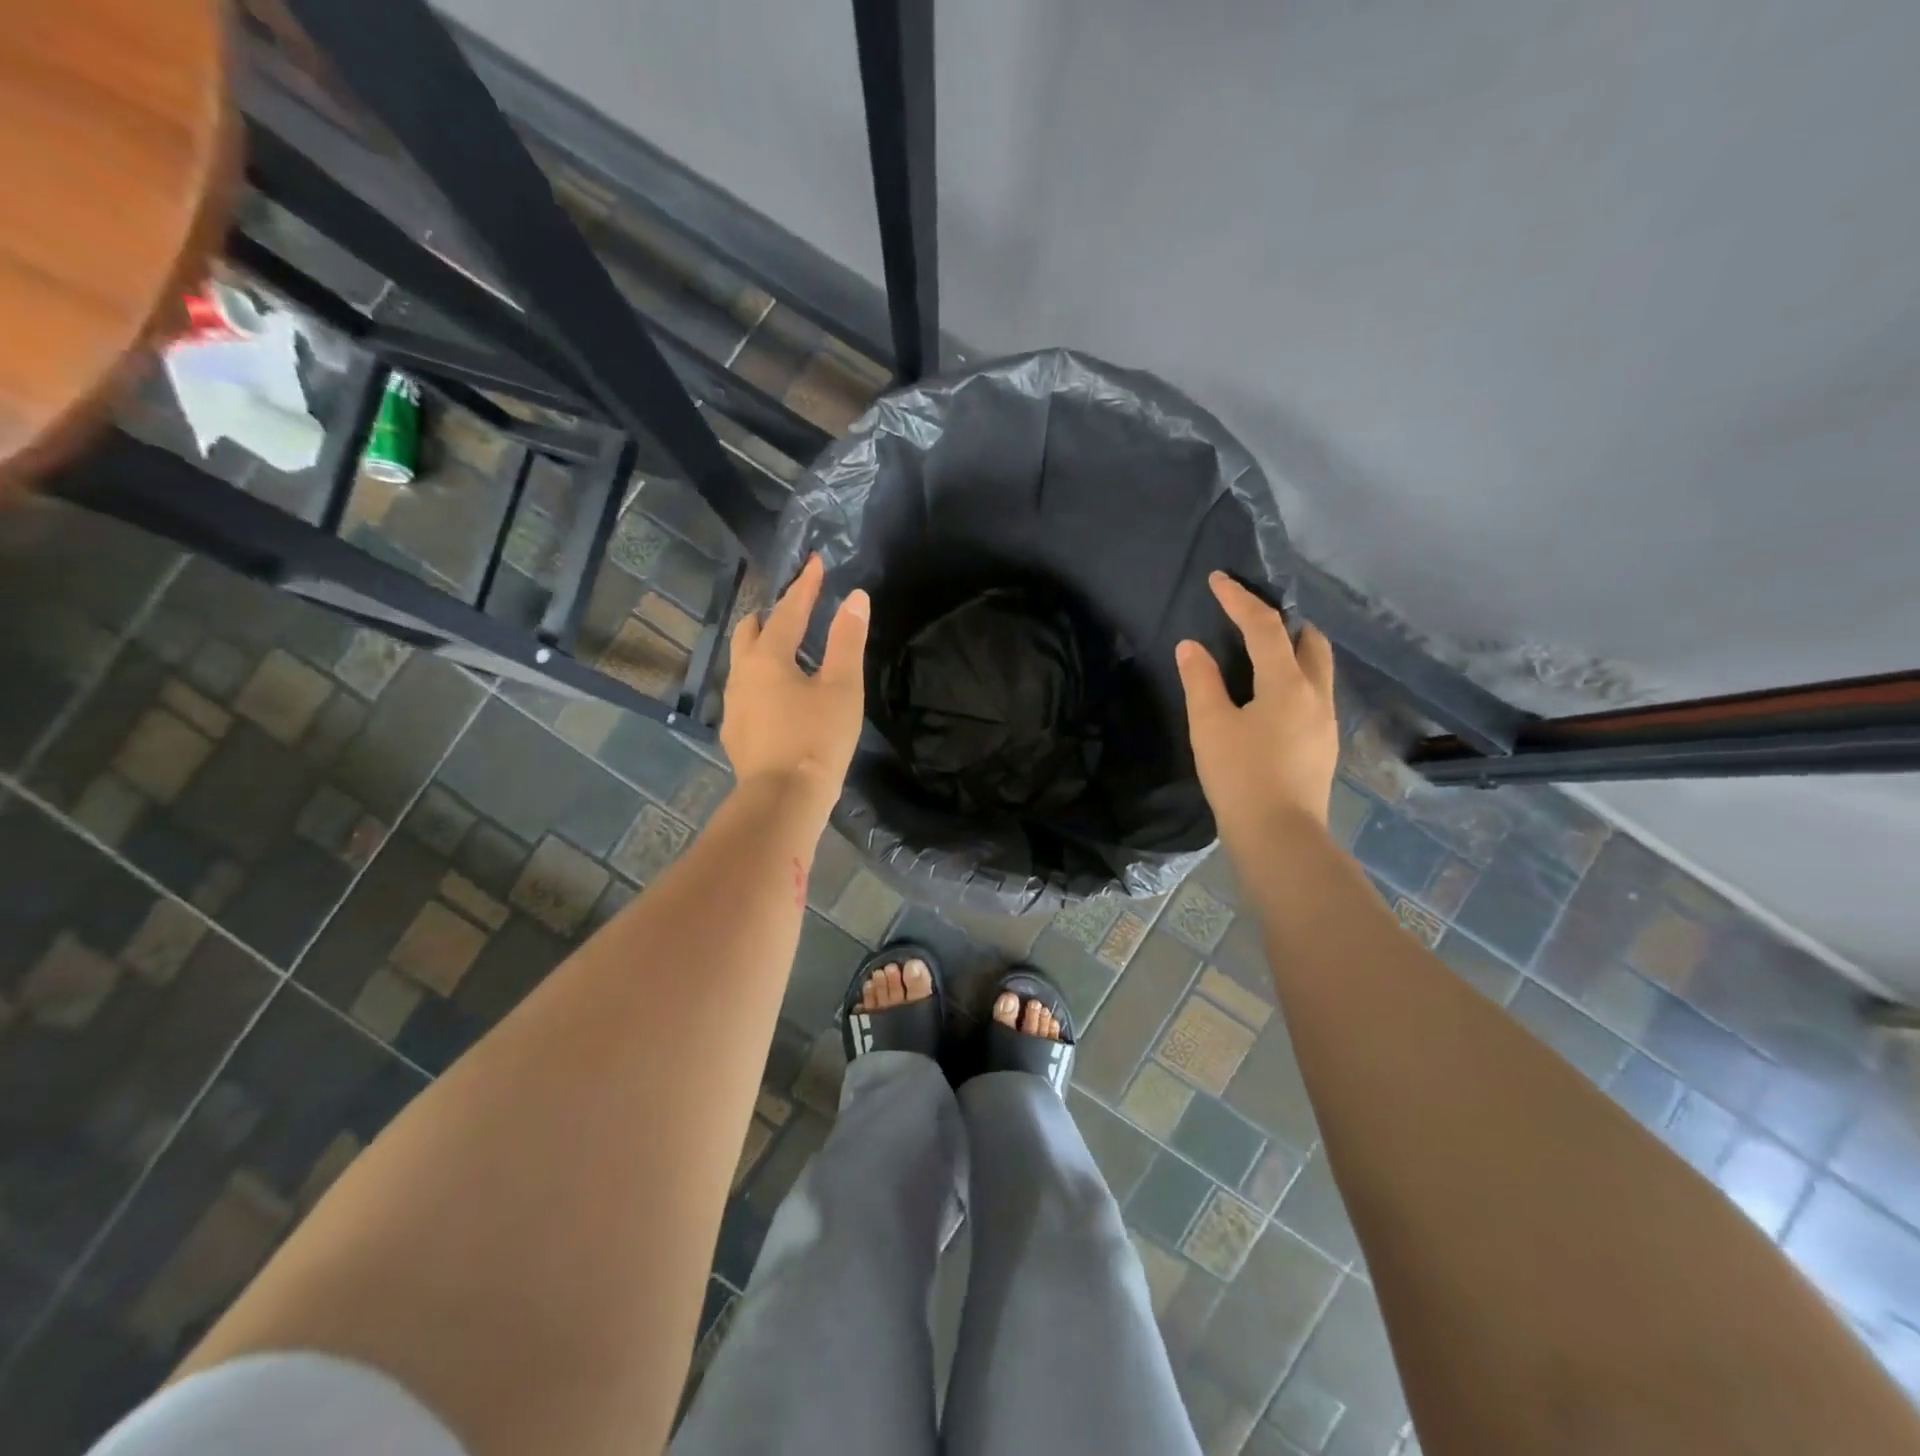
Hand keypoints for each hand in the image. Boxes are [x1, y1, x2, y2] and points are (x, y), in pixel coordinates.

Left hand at [721, 555, 868, 815]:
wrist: (783, 799)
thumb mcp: (841, 687)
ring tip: (790, 652)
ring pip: (744, 661)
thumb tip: (855, 598)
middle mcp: (742, 673)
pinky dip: (762, 678)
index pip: (789, 610)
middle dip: (773, 614)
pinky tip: (780, 696)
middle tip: (798, 610)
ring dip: (764, 647)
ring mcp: (734, 703)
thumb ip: (847, 640)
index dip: (806, 585)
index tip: (815, 562)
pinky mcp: (735, 730)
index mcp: (768, 656)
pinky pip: (746, 690)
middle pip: (751, 630)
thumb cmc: (818, 738)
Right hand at [1175, 572, 1338, 849]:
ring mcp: (1325, 722)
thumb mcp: (1210, 725)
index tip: (1219, 580)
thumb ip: (1201, 680)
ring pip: (1318, 670)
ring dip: (1293, 652)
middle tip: (1252, 619)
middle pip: (1310, 641)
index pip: (1264, 627)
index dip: (1240, 599)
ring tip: (1261, 657)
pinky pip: (1314, 695)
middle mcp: (1316, 695)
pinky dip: (1295, 680)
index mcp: (1288, 683)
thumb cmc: (1240, 776)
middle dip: (1284, 622)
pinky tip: (1270, 701)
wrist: (1279, 836)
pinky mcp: (1323, 746)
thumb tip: (1192, 646)